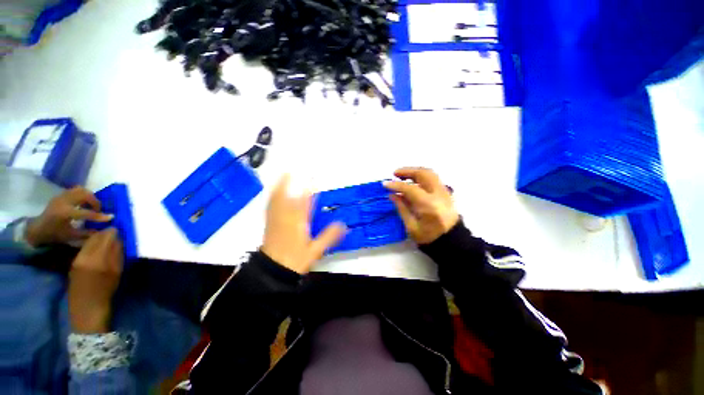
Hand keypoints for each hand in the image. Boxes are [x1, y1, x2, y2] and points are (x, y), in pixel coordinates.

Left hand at [25, 187, 112, 246]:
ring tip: (91, 205)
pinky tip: (83, 203)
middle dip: (95, 202)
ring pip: (81, 190)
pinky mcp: (61, 195)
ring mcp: (61, 196)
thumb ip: (87, 233)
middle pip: (85, 194)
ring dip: (89, 197)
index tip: (111, 217)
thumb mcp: (71, 236)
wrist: (37, 228)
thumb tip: (104, 231)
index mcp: (65, 213)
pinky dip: (83, 195)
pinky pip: (75, 190)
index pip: (86, 213)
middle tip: (99, 210)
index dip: (100, 216)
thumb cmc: (54, 234)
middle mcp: (63, 202)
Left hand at [68, 229, 123, 333]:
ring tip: (108, 239)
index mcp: (96, 259)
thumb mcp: (116, 272)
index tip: (121, 228)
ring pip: (88, 242)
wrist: (87, 310)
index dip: (113, 231)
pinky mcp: (73, 263)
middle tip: (115, 232)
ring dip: (98, 238)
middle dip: (105, 233)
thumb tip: (119, 239)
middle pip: (94, 238)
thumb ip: (117, 254)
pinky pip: (84, 249)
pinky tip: (98, 248)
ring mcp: (76, 259)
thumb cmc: (106, 291)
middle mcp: (84, 256)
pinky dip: (92, 245)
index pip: (104, 237)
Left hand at [262, 175, 345, 273]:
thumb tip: (344, 224)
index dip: (309, 187)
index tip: (313, 176)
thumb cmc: (295, 259)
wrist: (273, 269)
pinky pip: (270, 205)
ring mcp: (276, 218)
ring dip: (281, 185)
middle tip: (294, 169)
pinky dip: (273, 195)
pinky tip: (274, 192)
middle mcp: (286, 216)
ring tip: (284, 174)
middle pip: (287, 195)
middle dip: (291, 181)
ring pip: (277, 198)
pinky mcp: (269, 222)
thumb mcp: (316, 250)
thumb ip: (329, 236)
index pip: (305, 200)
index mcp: (298, 221)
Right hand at [385, 167, 459, 244]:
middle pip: (423, 174)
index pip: (410, 189)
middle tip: (395, 174)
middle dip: (407, 171)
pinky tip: (413, 180)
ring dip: (415, 171)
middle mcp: (438, 195)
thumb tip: (392, 194)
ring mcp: (444, 192)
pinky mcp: (446, 192)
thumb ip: (402, 208)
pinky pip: (433, 178)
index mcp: (429, 206)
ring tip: (402, 175)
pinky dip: (421, 175)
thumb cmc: (430, 238)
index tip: (385, 184)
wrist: (452, 242)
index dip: (396, 185)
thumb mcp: (411, 227)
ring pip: (430, 173)